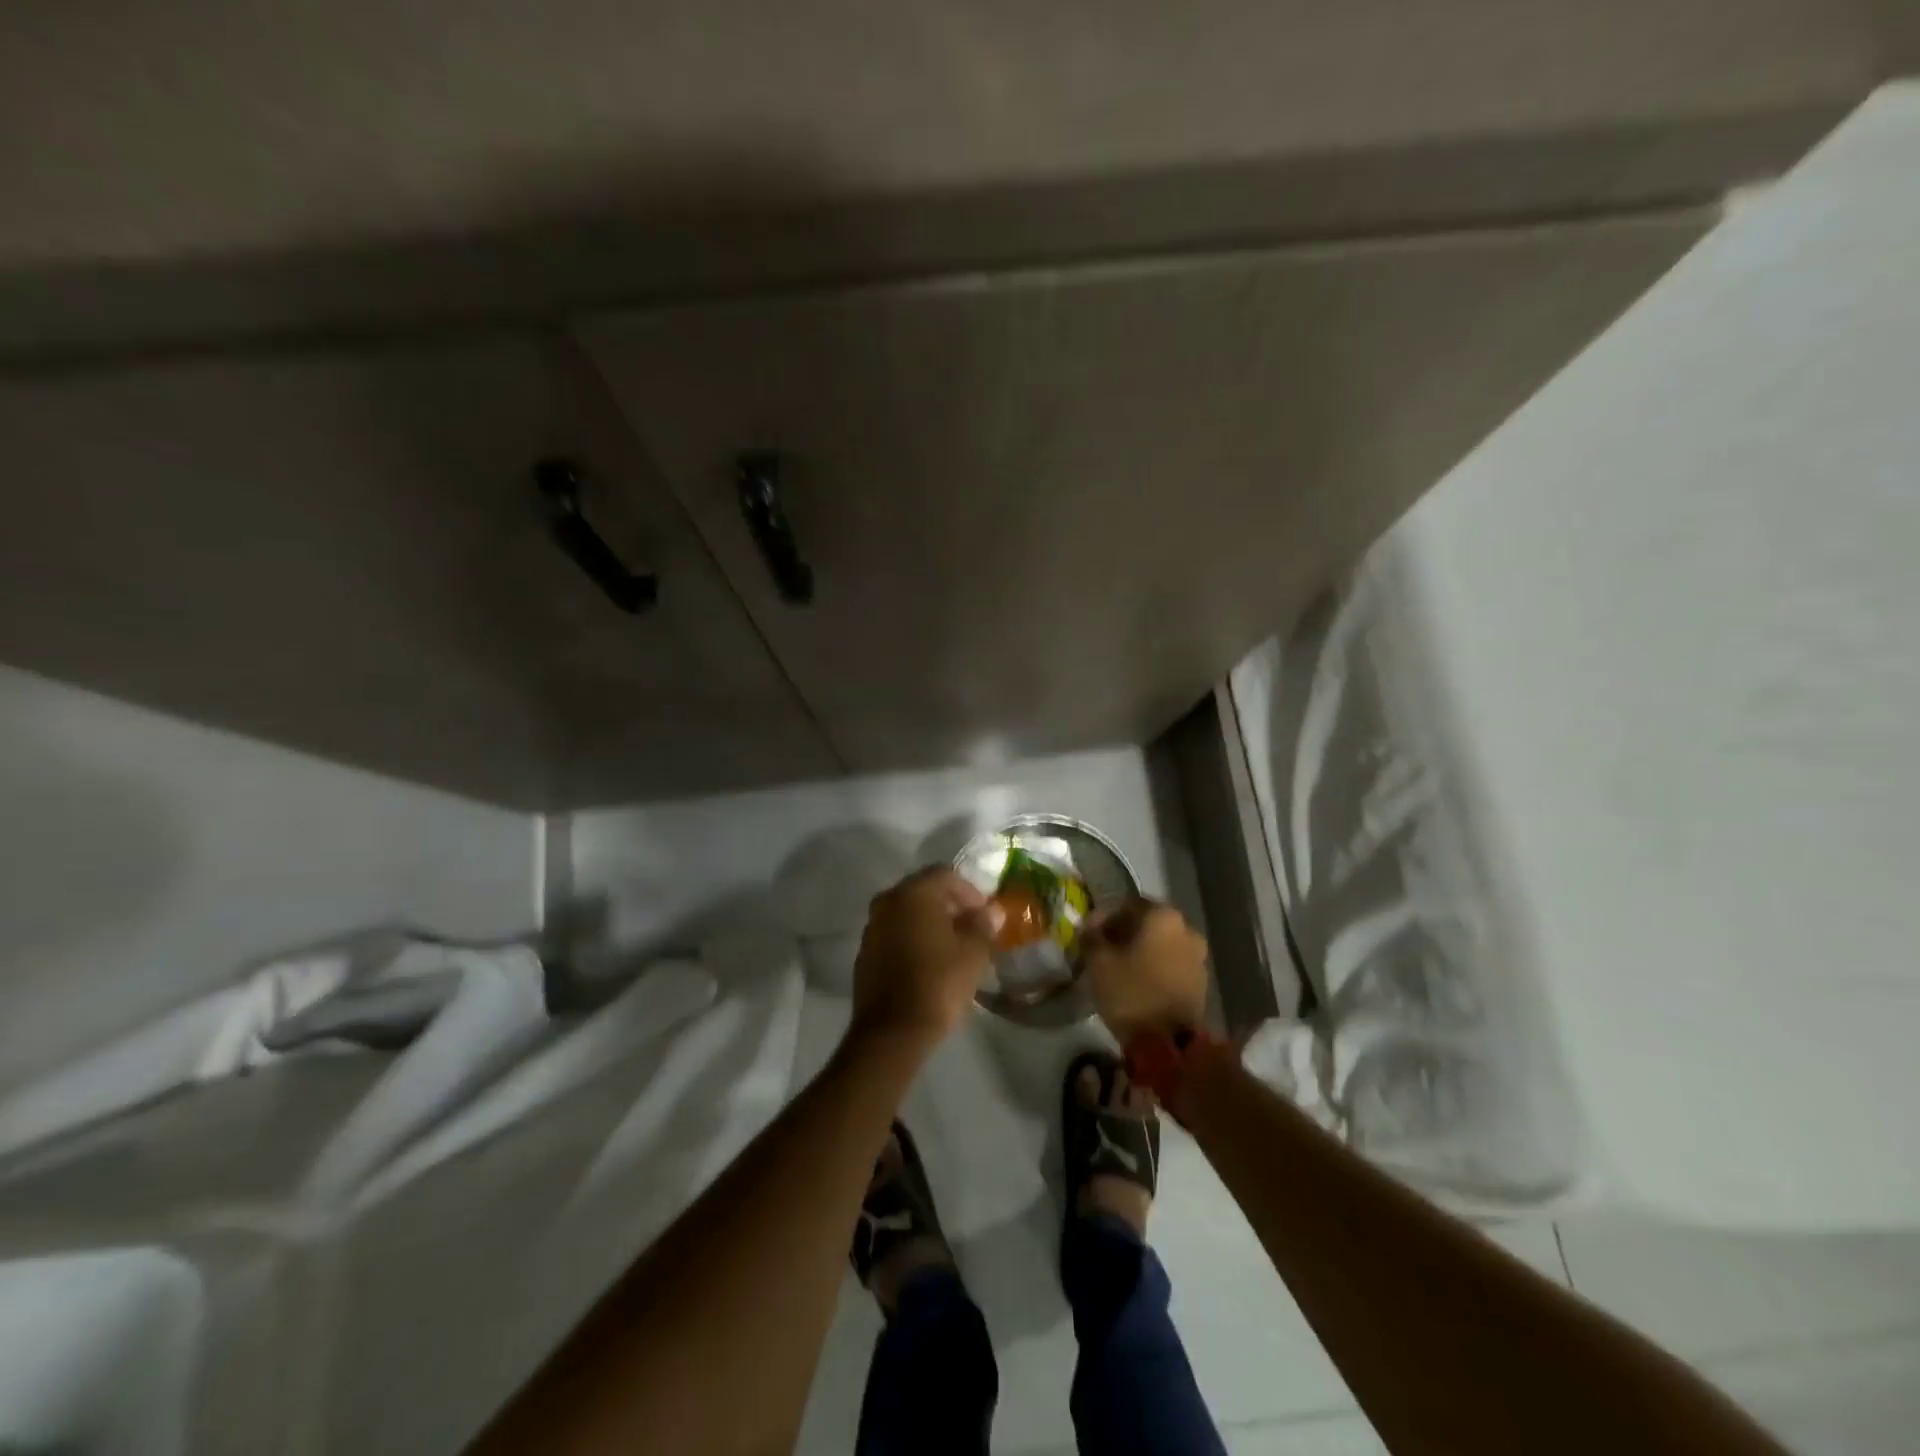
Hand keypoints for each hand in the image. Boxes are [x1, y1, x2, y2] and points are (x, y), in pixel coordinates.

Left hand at [851, 867, 1001, 1051]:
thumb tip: (991, 911)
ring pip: (907, 913)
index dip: (969, 891)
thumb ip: (983, 925)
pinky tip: (929, 962)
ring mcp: (872, 928)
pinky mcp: (865, 953)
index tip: (985, 914)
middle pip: (923, 891)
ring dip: (929, 923)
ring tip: (953, 947)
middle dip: (949, 906)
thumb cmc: (938, 983)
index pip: (945, 875)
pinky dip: (912, 939)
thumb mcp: (973, 953)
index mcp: (913, 893)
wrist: (892, 1031)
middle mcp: (888, 902)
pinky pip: (894, 935)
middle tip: (971, 928)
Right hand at [1080, 898, 1210, 1044]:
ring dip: (1141, 951)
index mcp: (1162, 916)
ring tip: (1119, 969)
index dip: (1105, 917)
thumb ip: (1091, 936)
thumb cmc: (1131, 992)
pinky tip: (1138, 983)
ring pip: (1161, 944)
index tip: (1089, 934)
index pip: (1128, 904)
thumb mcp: (1098, 962)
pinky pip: (1172, 964)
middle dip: (1124, 934)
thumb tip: (1088, 926)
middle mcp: (1186, 929)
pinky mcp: (1201, 982)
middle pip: (1147, 923)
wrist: (1169, 1044)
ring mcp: (1198, 957)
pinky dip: (1155, 968)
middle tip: (1103, 951)